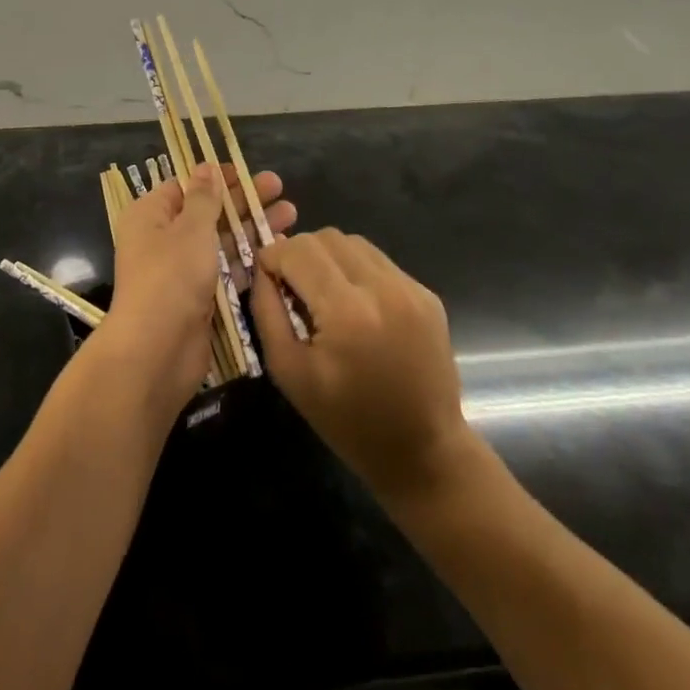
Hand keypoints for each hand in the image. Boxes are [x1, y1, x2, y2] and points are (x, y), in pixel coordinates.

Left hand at [101, 165, 296, 410]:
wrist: (157, 352)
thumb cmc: (170, 277)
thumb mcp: (190, 229)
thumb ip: (204, 198)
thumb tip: (206, 167)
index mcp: (150, 216)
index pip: (184, 187)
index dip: (215, 178)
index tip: (246, 172)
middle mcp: (163, 239)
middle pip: (207, 212)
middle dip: (243, 201)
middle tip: (280, 187)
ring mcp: (181, 271)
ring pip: (221, 242)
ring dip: (252, 228)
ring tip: (292, 214)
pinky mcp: (199, 299)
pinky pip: (225, 271)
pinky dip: (249, 260)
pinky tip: (280, 250)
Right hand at [251, 229, 485, 505]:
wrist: (423, 452)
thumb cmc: (348, 421)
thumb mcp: (290, 373)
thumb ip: (267, 312)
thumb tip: (262, 268)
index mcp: (346, 311)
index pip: (297, 250)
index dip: (273, 258)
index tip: (268, 280)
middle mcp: (382, 288)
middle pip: (325, 237)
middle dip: (299, 254)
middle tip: (293, 288)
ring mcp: (410, 288)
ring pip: (353, 242)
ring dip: (329, 258)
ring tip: (325, 295)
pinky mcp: (427, 294)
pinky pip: (379, 261)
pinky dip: (357, 271)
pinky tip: (357, 307)